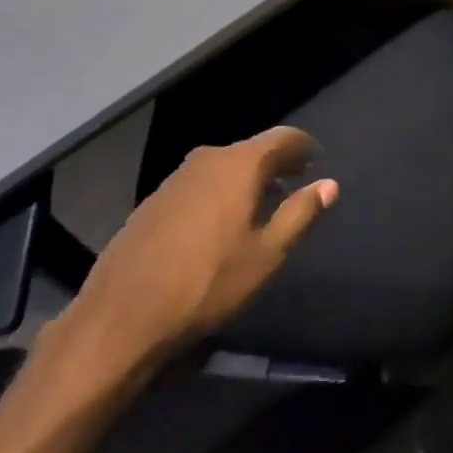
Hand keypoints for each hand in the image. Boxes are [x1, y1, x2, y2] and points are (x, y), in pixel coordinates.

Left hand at [52, 126, 337, 369]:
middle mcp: (208, 158)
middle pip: (251, 150)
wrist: (123, 314)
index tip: (317, 157)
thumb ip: (300, 213)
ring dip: (246, 178)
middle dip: (275, 162)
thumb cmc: (207, 283)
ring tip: (262, 200)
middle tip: (295, 178)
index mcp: (239, 164)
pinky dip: (219, 191)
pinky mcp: (155, 199)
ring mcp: (176, 177)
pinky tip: (220, 221)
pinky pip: (200, 183)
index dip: (302, 145)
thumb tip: (329, 184)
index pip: (281, 138)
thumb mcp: (265, 254)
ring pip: (223, 166)